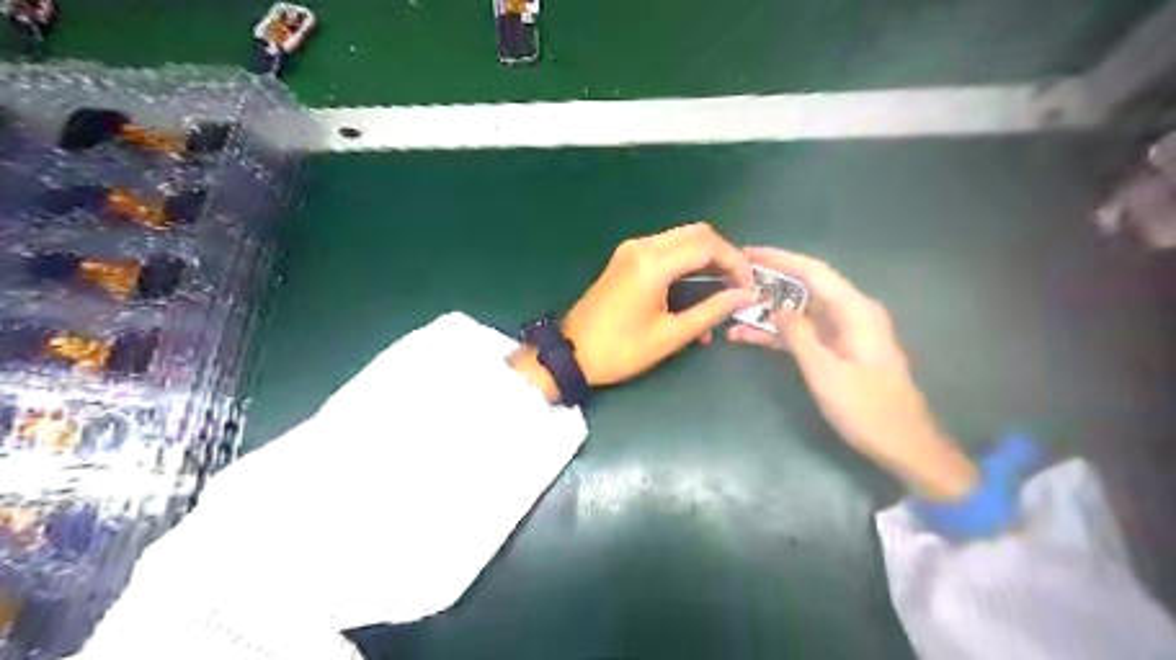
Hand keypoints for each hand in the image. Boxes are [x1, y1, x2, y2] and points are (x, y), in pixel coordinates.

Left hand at [514, 222, 753, 396]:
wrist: (572, 353)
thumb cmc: (621, 350)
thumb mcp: (670, 335)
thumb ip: (711, 311)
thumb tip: (745, 296)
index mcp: (653, 264)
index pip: (708, 246)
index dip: (735, 262)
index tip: (749, 286)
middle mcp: (642, 246)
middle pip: (697, 233)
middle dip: (723, 256)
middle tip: (738, 285)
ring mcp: (631, 249)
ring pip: (681, 239)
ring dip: (705, 259)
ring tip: (721, 290)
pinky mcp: (626, 258)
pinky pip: (665, 250)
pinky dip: (686, 263)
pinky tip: (695, 291)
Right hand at [732, 247, 980, 498]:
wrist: (903, 444)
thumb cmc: (867, 409)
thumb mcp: (826, 372)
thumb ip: (799, 336)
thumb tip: (777, 308)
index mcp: (855, 311)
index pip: (813, 272)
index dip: (779, 259)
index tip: (747, 253)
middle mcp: (851, 313)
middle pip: (805, 287)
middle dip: (768, 283)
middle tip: (732, 281)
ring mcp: (843, 332)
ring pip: (799, 312)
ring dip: (767, 312)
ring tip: (731, 310)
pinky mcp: (837, 350)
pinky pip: (803, 333)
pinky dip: (778, 334)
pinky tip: (747, 336)